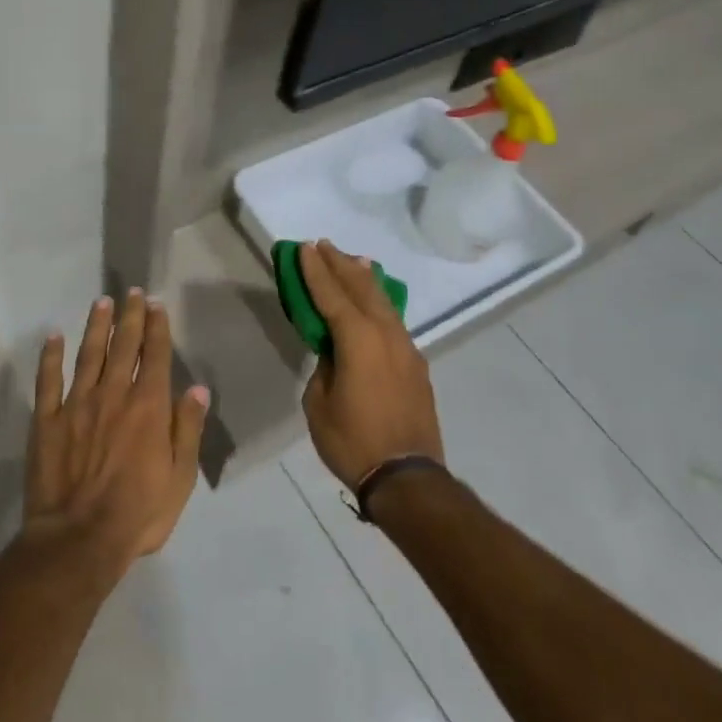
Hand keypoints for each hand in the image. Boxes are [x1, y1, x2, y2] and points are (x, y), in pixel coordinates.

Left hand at [23, 289, 209, 574]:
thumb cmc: (138, 513)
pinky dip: (50, 357)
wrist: (78, 540)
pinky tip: (53, 337)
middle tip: (131, 292)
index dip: (157, 327)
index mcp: (148, 406)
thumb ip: (188, 429)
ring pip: (88, 354)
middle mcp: (113, 394)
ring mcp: (76, 404)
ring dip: (96, 326)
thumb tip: (197, 389)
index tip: (155, 304)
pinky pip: (48, 380)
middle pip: (123, 346)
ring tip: (101, 302)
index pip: (155, 355)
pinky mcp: (46, 420)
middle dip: (129, 317)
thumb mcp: (180, 478)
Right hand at [298, 240, 443, 487]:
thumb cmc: (352, 440)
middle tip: (324, 245)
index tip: (305, 248)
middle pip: (361, 288)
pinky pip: (394, 321)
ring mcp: (406, 348)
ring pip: (383, 301)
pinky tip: (375, 301)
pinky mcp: (416, 365)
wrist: (407, 477)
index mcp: (358, 340)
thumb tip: (334, 353)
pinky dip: (380, 303)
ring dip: (364, 279)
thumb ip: (325, 367)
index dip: (316, 271)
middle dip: (340, 265)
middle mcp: (386, 334)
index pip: (332, 295)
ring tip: (352, 260)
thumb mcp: (319, 403)